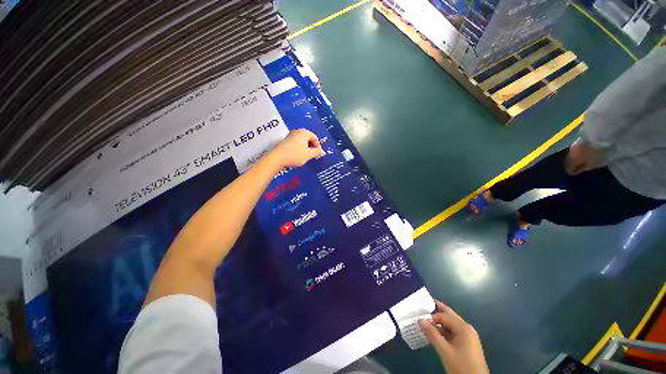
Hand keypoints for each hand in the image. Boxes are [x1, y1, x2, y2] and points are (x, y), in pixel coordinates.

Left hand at [269, 129, 324, 167]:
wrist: (277, 158)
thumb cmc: (295, 155)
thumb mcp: (309, 155)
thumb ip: (317, 152)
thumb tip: (323, 151)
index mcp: (304, 133)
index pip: (315, 138)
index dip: (318, 146)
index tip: (318, 154)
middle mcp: (297, 131)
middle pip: (308, 139)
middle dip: (312, 147)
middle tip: (313, 155)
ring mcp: (290, 136)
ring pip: (302, 141)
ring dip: (306, 148)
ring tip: (306, 156)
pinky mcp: (285, 141)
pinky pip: (296, 143)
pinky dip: (299, 149)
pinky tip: (298, 156)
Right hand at [419, 300, 489, 373]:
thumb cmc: (461, 367)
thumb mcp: (445, 351)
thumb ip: (432, 334)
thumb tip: (420, 320)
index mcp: (464, 328)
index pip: (444, 316)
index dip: (432, 317)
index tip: (420, 321)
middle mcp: (467, 329)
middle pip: (450, 315)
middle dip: (437, 310)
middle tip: (424, 306)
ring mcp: (468, 337)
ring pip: (451, 324)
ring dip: (439, 323)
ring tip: (426, 322)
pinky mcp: (467, 344)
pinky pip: (453, 332)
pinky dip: (444, 331)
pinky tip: (435, 334)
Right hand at [564, 139, 602, 174]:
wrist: (598, 136)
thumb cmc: (596, 154)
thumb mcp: (592, 165)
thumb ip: (583, 169)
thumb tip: (575, 172)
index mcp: (571, 161)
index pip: (568, 169)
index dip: (572, 172)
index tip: (576, 173)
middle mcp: (569, 154)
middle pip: (568, 161)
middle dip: (572, 164)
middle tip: (578, 166)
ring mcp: (573, 146)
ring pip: (572, 154)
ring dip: (575, 157)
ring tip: (582, 158)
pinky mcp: (577, 140)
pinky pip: (576, 148)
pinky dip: (579, 151)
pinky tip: (584, 151)